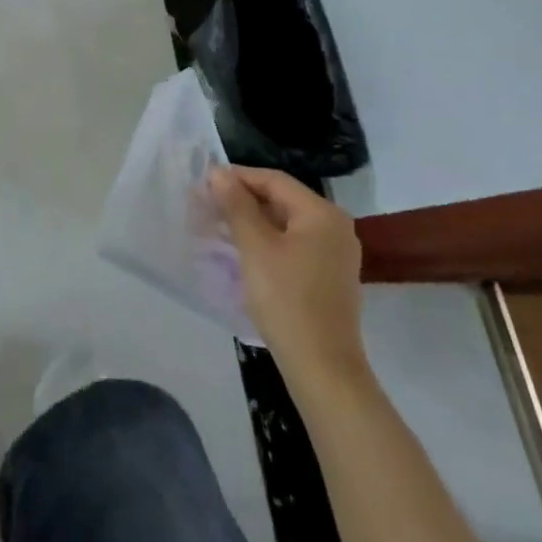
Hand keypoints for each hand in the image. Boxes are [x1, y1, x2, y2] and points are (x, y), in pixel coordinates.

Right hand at [209, 165, 367, 383]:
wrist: (322, 369)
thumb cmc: (287, 300)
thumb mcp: (255, 247)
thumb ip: (236, 205)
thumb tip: (218, 173)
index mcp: (322, 213)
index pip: (274, 180)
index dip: (238, 177)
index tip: (205, 182)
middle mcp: (335, 227)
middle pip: (282, 200)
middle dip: (243, 200)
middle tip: (207, 205)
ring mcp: (336, 254)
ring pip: (286, 224)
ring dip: (252, 222)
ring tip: (218, 226)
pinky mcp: (329, 278)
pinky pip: (294, 246)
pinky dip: (268, 242)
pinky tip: (243, 251)